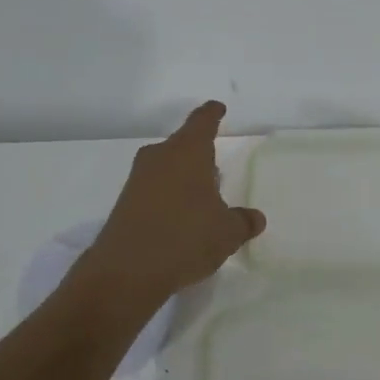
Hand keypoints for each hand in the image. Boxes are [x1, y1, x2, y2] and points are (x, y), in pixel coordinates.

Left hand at [77, 101, 264, 304]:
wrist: (126, 271)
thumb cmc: (186, 237)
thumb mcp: (227, 233)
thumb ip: (243, 222)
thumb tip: (255, 218)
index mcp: (188, 151)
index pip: (202, 121)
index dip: (212, 114)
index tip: (218, 109)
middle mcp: (160, 157)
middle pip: (182, 145)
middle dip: (199, 155)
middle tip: (216, 172)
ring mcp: (138, 179)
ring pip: (166, 167)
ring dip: (182, 178)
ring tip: (201, 200)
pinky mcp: (124, 203)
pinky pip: (153, 189)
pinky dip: (167, 197)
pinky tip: (179, 221)